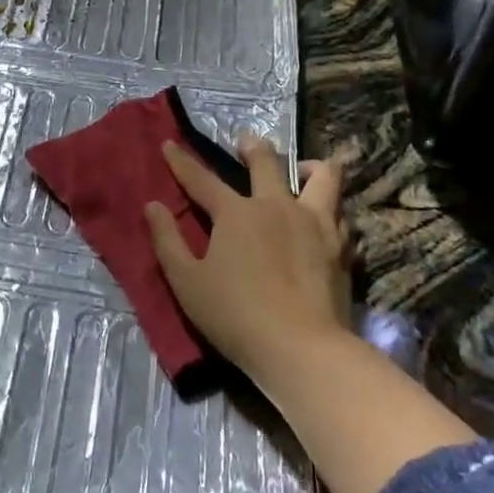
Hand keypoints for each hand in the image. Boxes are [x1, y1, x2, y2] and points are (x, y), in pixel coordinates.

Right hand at [145, 138, 352, 382]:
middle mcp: (277, 206)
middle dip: (253, 146)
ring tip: (303, 172)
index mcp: (237, 213)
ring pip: (324, 177)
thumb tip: (152, 206)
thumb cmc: (235, 316)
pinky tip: (325, 219)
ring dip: (310, 168)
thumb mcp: (186, 282)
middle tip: (246, 142)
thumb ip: (167, 241)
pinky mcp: (341, 247)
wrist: (302, 350)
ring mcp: (315, 223)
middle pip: (267, 162)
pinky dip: (330, 209)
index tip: (168, 144)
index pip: (201, 179)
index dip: (181, 162)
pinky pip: (340, 213)